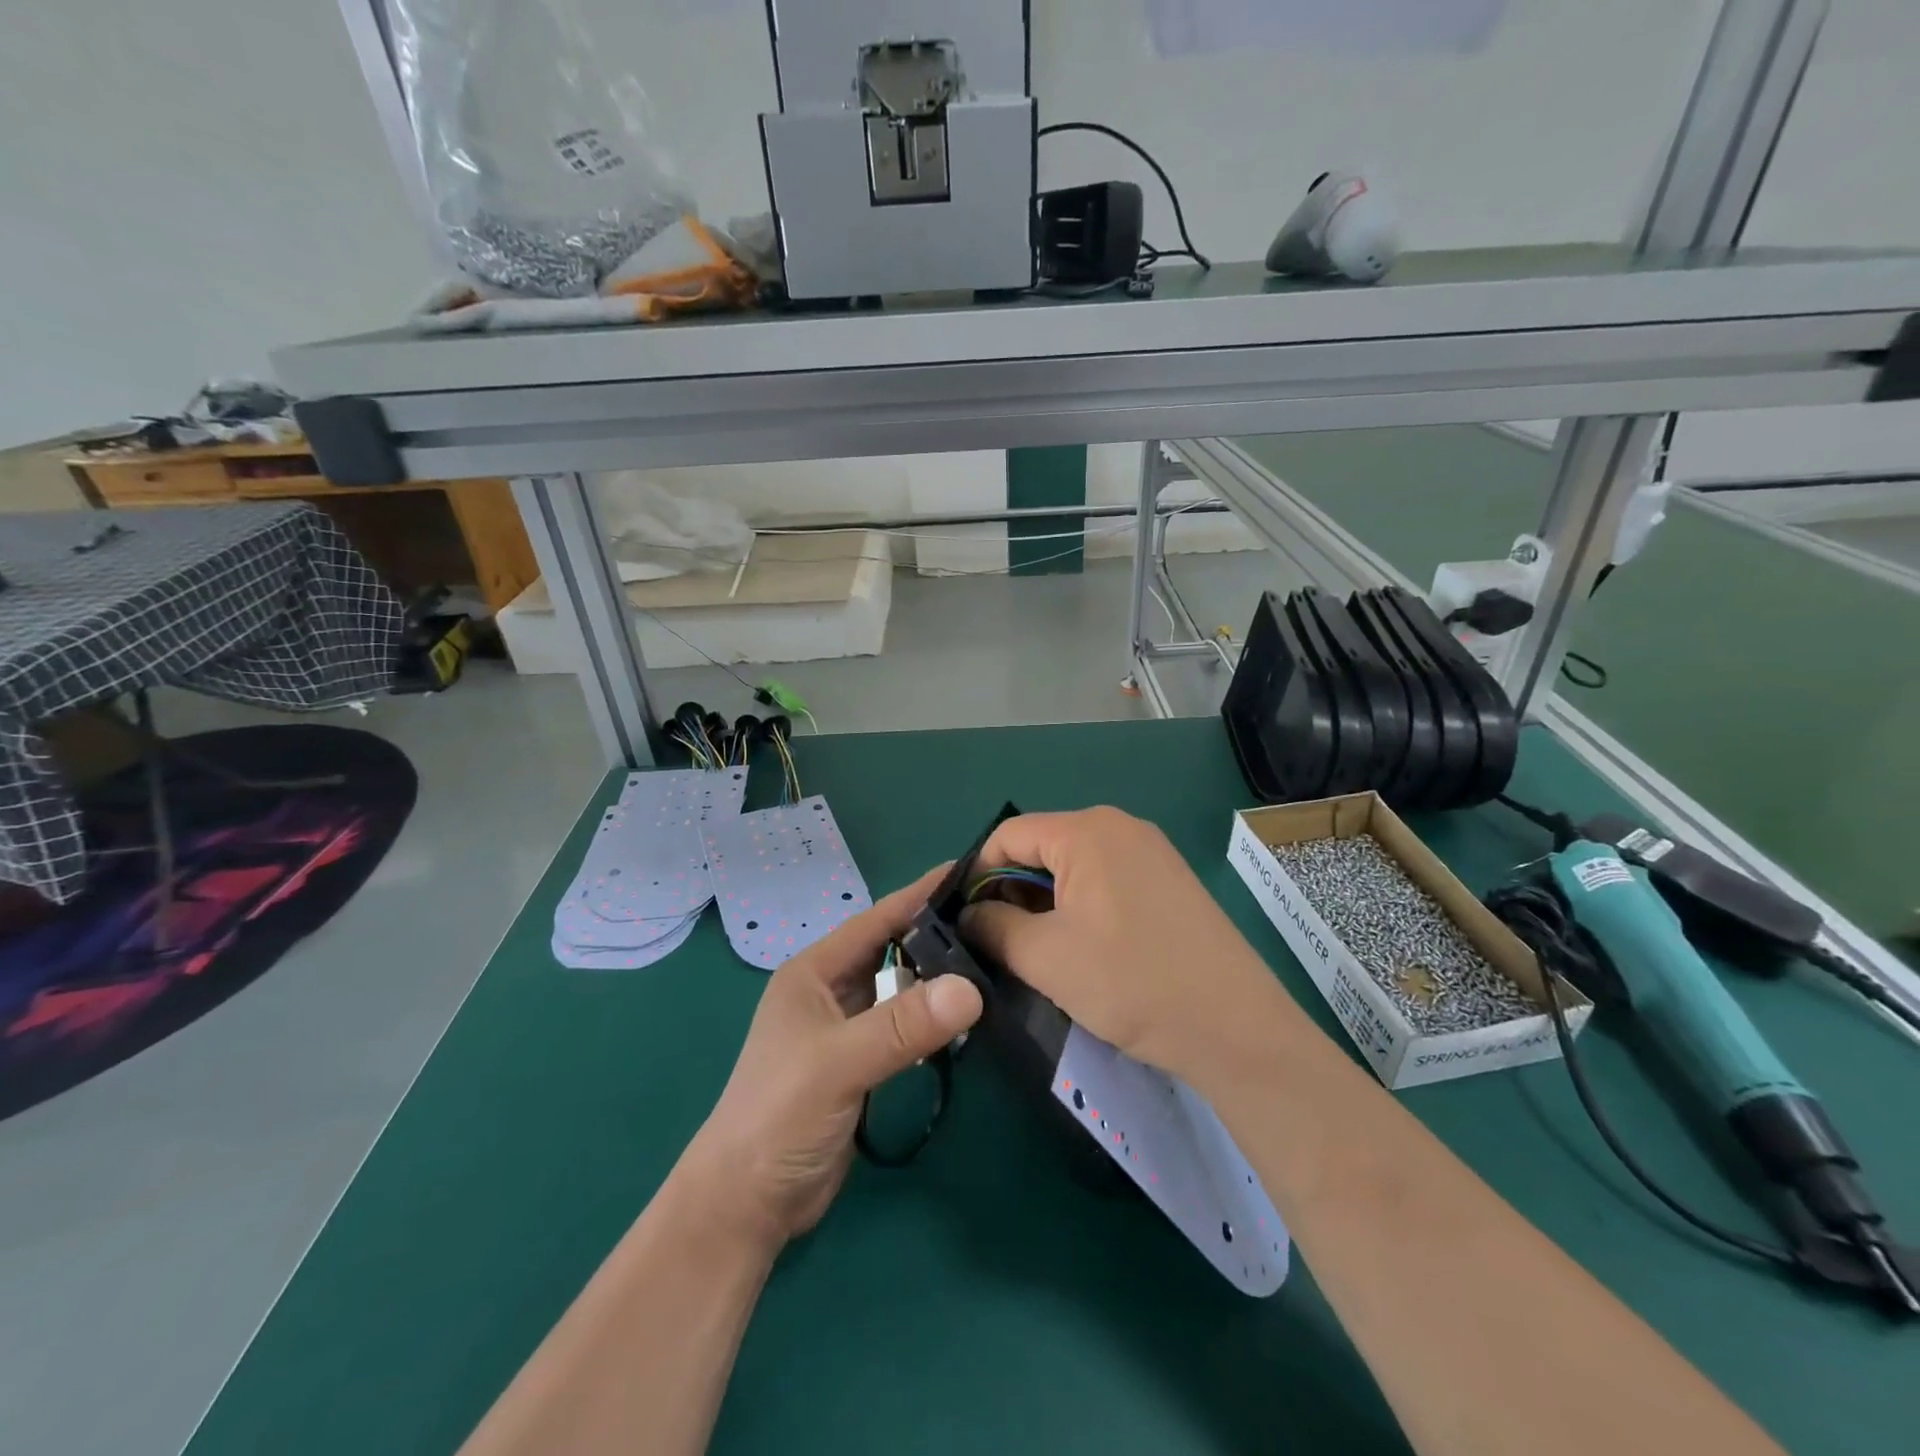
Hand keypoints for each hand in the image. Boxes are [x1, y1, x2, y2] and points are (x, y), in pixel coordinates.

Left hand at [679, 866, 982, 1249]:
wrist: (747, 1203)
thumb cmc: (779, 1115)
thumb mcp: (838, 1063)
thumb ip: (901, 1026)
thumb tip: (971, 988)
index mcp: (812, 972)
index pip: (874, 920)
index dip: (917, 895)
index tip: (965, 872)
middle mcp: (828, 992)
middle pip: (889, 950)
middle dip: (934, 935)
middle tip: (992, 922)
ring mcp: (843, 1029)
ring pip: (897, 989)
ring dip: (934, 980)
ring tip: (990, 963)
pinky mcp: (858, 1064)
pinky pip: (901, 1027)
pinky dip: (929, 1020)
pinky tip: (962, 1020)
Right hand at [961, 807, 1291, 1079]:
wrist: (1235, 1026)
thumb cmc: (1131, 982)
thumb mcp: (1045, 956)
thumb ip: (993, 927)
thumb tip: (968, 916)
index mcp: (1086, 831)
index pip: (1008, 836)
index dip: (977, 874)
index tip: (964, 920)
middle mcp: (1119, 827)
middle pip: (1041, 848)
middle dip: (1011, 892)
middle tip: (998, 943)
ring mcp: (1150, 852)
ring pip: (1073, 867)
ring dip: (1044, 904)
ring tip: (1037, 952)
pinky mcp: (1169, 880)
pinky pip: (1106, 880)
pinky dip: (1080, 907)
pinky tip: (1082, 950)